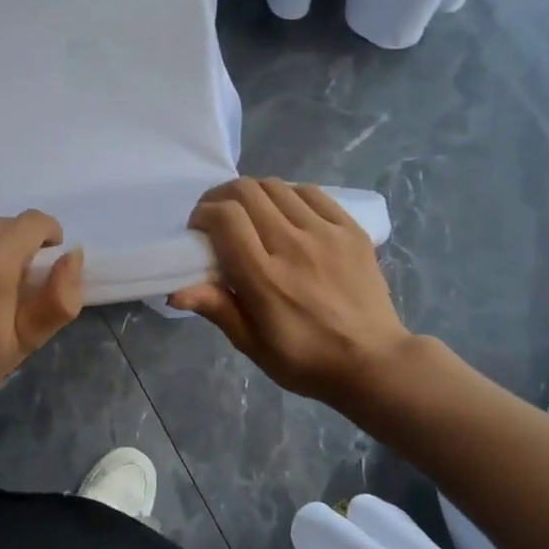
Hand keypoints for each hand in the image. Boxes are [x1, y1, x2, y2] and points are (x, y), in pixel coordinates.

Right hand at [170, 178, 414, 417]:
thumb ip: (216, 308)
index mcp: (264, 277)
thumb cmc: (304, 359)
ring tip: (250, 214)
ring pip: (276, 186)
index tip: (198, 230)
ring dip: (253, 194)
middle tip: (217, 217)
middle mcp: (293, 245)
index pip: (225, 217)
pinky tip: (285, 213)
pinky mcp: (350, 229)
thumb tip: (175, 291)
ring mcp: (325, 233)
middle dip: (221, 197)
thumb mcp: (252, 344)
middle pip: (246, 191)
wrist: (374, 362)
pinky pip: (310, 192)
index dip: (204, 213)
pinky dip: (288, 194)